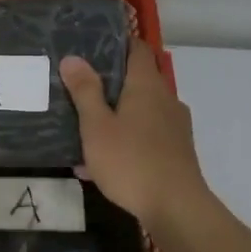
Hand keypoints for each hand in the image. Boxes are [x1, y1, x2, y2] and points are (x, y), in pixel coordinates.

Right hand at [60, 41, 212, 235]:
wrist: (176, 208)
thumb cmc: (131, 161)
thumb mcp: (97, 126)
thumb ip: (85, 91)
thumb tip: (73, 58)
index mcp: (147, 86)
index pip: (137, 49)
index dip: (118, 42)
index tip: (93, 45)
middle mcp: (166, 99)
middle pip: (139, 79)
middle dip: (111, 82)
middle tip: (79, 87)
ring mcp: (175, 126)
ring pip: (142, 110)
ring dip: (117, 114)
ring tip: (86, 127)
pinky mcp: (177, 151)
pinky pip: (146, 134)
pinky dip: (126, 138)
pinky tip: (102, 162)